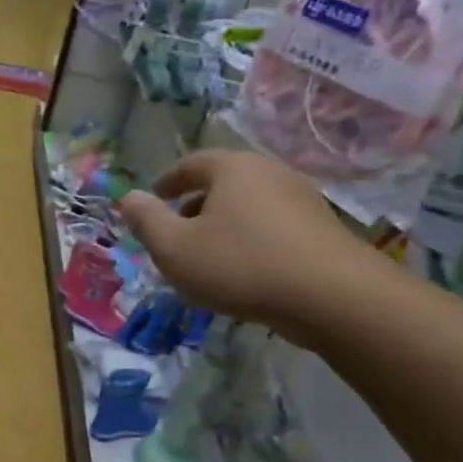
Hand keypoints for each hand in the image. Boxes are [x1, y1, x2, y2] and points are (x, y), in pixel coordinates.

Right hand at [117, 150, 383, 337]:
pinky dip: (250, 240)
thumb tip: (128, 197)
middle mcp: (269, 173)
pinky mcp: (322, 229)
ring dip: (223, 225)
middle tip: (175, 232)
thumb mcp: (175, 248)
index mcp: (232, 169)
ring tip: (207, 256)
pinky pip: (272, 226)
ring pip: (248, 206)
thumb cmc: (241, 265)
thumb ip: (147, 220)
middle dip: (194, 205)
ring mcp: (302, 199)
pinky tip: (244, 271)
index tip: (154, 199)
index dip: (167, 182)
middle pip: (222, 183)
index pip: (191, 164)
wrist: (334, 298)